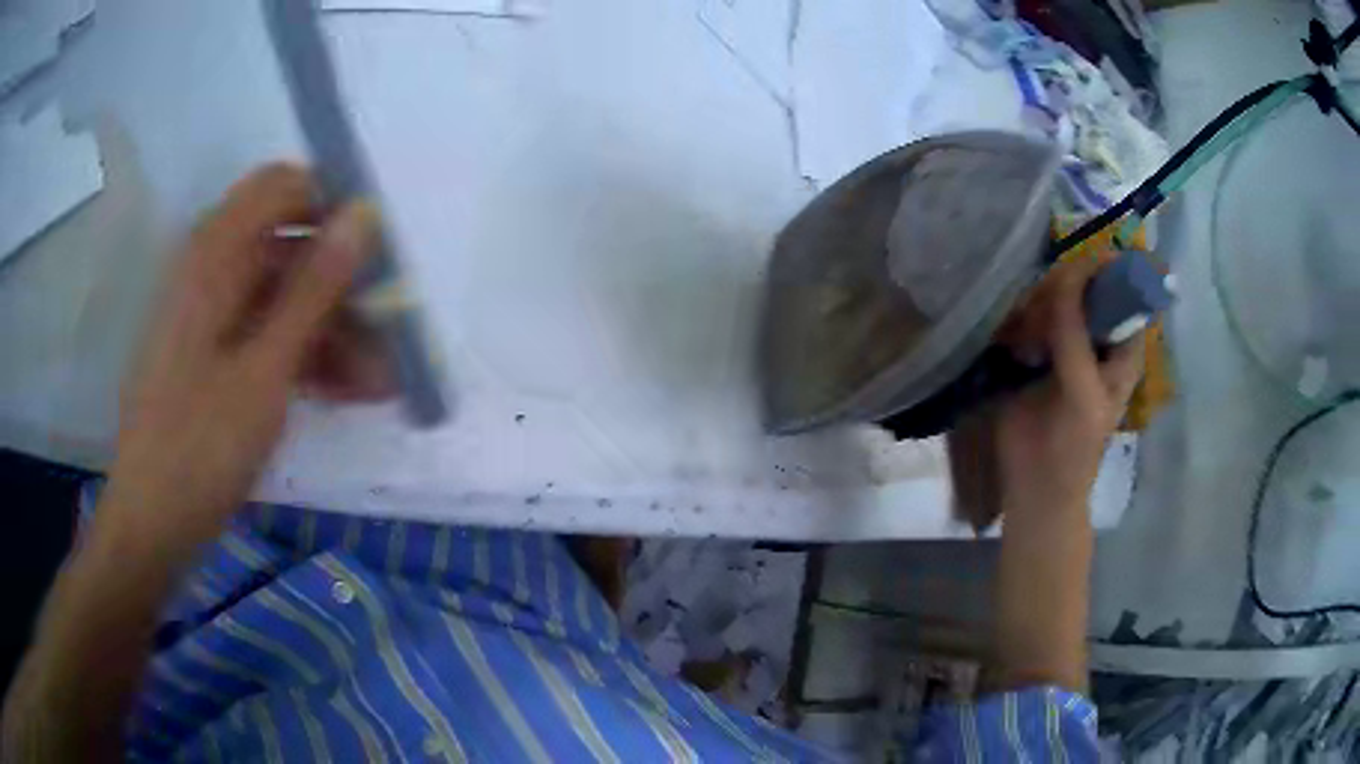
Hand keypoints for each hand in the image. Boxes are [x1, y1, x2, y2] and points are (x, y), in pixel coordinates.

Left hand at [103, 164, 390, 548]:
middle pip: (287, 245)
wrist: (151, 524)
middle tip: (388, 331)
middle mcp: (211, 271)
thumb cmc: (200, 448)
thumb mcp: (264, 371)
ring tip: (379, 382)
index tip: (377, 252)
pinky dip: (304, 356)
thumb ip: (313, 288)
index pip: (284, 186)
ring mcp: (210, 315)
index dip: (333, 205)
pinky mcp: (212, 353)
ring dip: (331, 330)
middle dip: (341, 284)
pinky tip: (344, 393)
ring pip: (282, 297)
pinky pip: (265, 333)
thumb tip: (362, 215)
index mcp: (214, 255)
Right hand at [995, 254, 1144, 518]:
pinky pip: (1027, 317)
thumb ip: (1075, 335)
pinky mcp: (1033, 350)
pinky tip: (1011, 342)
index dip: (1098, 272)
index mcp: (1122, 344)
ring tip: (1024, 337)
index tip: (1069, 276)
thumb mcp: (1083, 393)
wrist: (1034, 488)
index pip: (1118, 287)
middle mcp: (1095, 334)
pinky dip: (1017, 320)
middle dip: (1060, 291)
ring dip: (1035, 307)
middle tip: (1040, 317)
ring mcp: (1064, 340)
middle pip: (1081, 285)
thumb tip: (1064, 276)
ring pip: (1052, 297)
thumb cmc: (1073, 448)